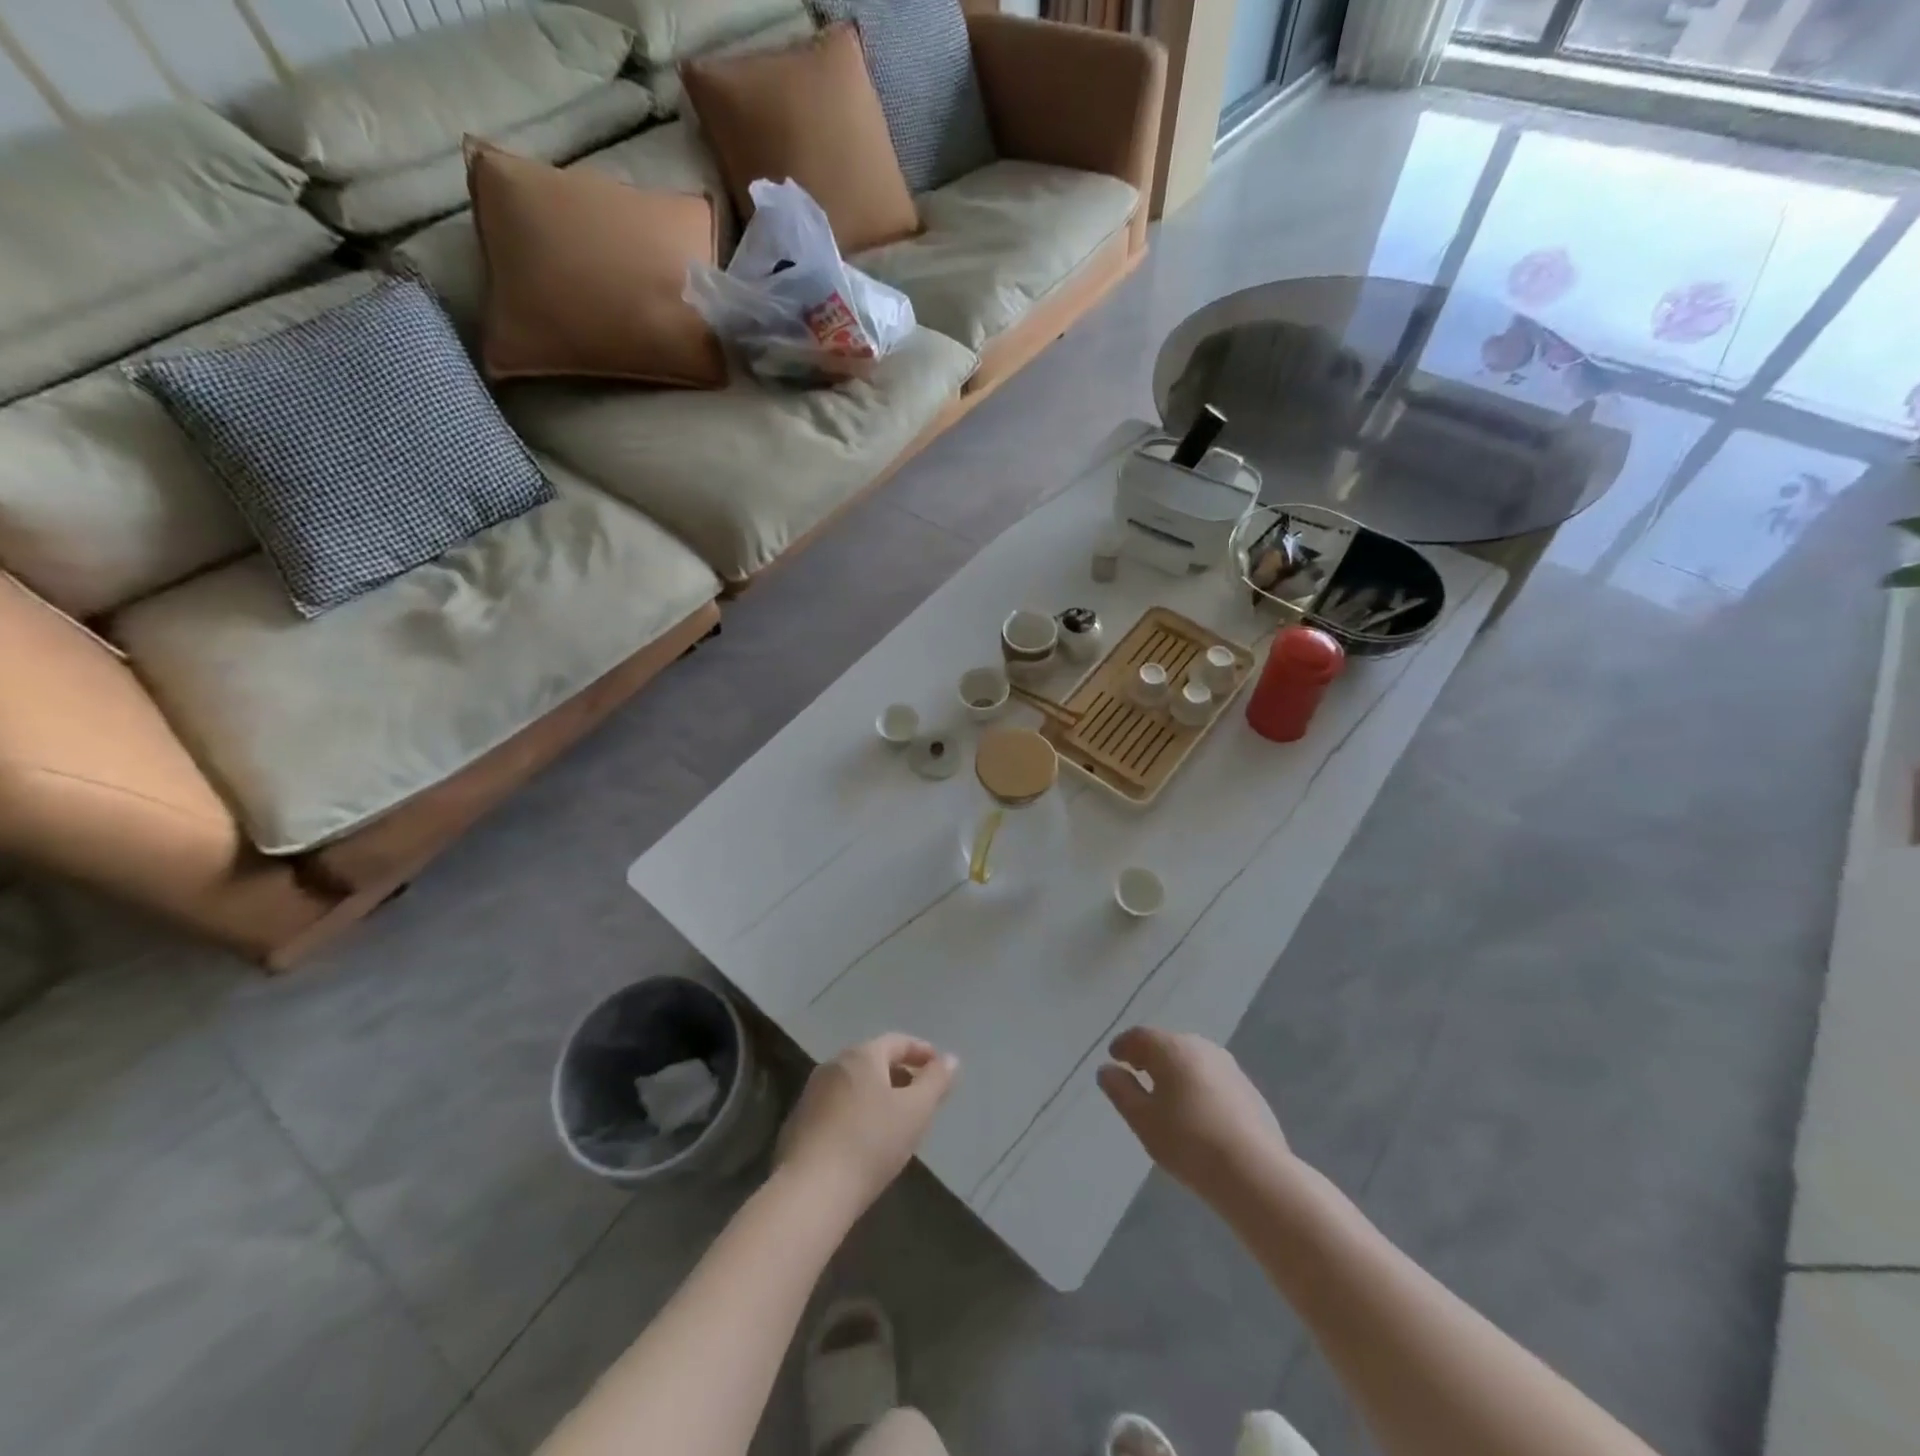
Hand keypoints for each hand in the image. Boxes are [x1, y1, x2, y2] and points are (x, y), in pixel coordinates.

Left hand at [776, 1034, 957, 1215]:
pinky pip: (838, 1107)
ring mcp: (812, 1094)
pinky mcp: (799, 1123)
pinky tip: (866, 1141)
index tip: (941, 1067)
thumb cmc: (870, 1143)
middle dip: (901, 1075)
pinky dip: (858, 1113)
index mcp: (861, 1056)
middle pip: (874, 1061)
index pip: (897, 1041)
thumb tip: (951, 1059)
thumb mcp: (915, 1111)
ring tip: (898, 1120)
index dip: (922, 1052)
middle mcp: (833, 1065)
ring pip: (855, 1085)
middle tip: (922, 1096)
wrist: (810, 1192)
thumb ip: (936, 1081)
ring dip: (879, 1095)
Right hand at [1098, 1027, 1288, 1202]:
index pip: (1140, 1036)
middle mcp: (1201, 1047)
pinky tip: (1195, 1111)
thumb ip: (1120, 1090)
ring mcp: (1229, 1067)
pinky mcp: (1248, 1089)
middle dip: (1149, 1056)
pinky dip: (1196, 1085)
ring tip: (1164, 1094)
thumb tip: (1107, 1070)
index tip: (1113, 1057)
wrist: (1254, 1172)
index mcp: (1172, 1048)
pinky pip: (1211, 1078)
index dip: (1123, 1045)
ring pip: (1192, 1060)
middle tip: (1135, 1073)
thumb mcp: (1142, 1119)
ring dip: (1174, 1070)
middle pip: (1167, 1044)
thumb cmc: (1188, 1142)